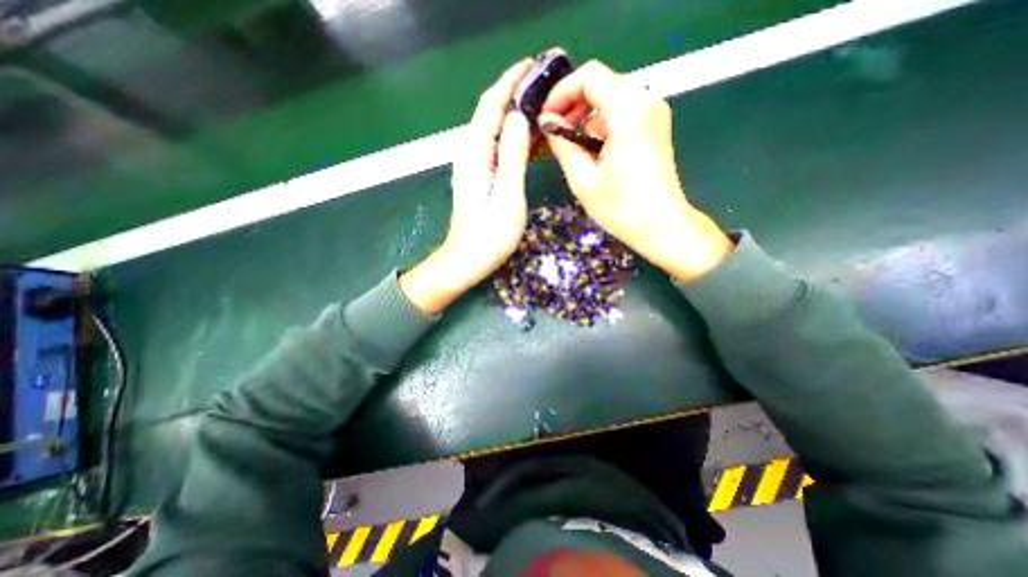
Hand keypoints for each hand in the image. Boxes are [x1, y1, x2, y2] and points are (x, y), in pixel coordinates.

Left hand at [399, 58, 532, 312]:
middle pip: (490, 113)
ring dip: (512, 111)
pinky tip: (527, 135)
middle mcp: (470, 154)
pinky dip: (510, 133)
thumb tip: (518, 117)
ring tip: (539, 103)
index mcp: (476, 154)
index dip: (509, 82)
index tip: (532, 65)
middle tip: (542, 82)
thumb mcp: (507, 196)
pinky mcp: (479, 176)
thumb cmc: (489, 235)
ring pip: (492, 128)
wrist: (467, 260)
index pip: (490, 106)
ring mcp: (474, 166)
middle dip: (512, 91)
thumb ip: (512, 156)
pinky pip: (495, 145)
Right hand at [534, 61, 733, 280]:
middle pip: (601, 83)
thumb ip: (563, 146)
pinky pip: (621, 113)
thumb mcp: (584, 180)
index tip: (546, 116)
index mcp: (629, 113)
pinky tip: (591, 152)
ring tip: (569, 146)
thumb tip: (548, 123)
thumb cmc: (622, 209)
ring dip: (585, 117)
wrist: (661, 226)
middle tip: (553, 131)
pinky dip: (600, 126)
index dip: (562, 91)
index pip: (590, 76)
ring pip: (609, 98)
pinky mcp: (653, 127)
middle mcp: (646, 103)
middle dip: (572, 104)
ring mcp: (653, 114)